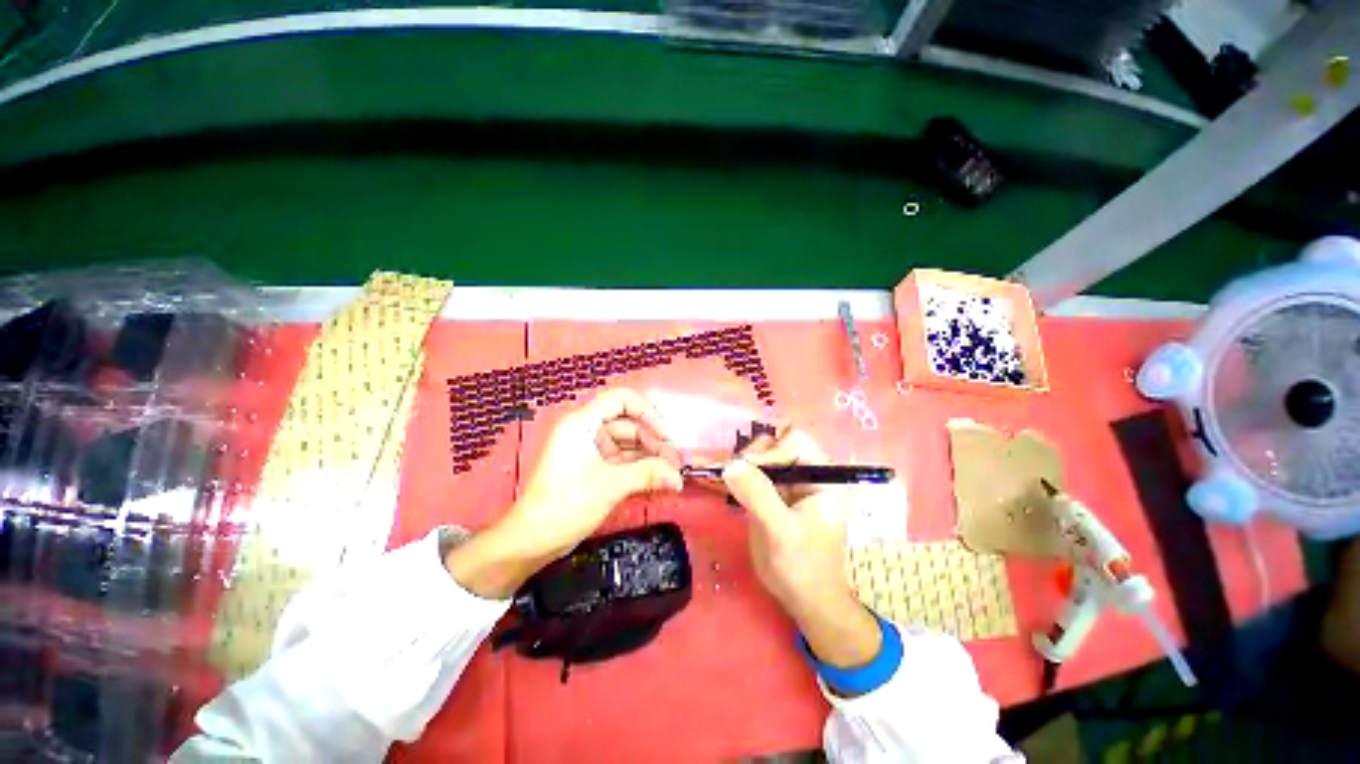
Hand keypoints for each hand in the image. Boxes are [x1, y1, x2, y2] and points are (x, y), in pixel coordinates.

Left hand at [446, 388, 683, 598]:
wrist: (531, 542)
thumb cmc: (565, 505)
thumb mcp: (609, 486)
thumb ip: (647, 474)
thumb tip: (678, 476)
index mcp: (582, 423)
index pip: (621, 400)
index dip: (647, 412)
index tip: (666, 436)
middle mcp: (587, 431)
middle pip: (628, 424)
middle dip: (653, 441)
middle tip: (675, 463)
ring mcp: (590, 451)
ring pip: (628, 444)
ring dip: (650, 456)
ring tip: (671, 474)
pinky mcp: (593, 469)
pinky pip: (622, 460)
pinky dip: (640, 468)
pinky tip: (657, 480)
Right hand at [723, 427, 880, 669]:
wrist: (807, 602)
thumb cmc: (803, 568)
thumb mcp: (780, 532)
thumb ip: (758, 495)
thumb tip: (731, 464)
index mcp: (824, 477)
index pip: (795, 441)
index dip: (770, 451)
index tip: (746, 471)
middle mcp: (810, 474)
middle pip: (778, 443)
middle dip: (755, 455)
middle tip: (735, 475)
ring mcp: (793, 483)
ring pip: (765, 456)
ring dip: (745, 464)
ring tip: (730, 480)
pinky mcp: (777, 494)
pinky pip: (758, 474)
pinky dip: (742, 475)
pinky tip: (727, 483)